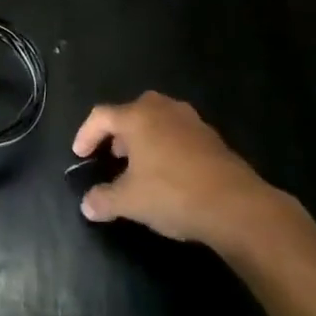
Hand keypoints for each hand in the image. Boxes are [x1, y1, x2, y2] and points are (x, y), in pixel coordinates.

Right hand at [72, 92, 284, 246]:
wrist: (236, 205)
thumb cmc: (173, 194)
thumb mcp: (130, 202)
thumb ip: (104, 200)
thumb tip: (87, 205)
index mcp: (137, 117)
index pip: (101, 116)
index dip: (86, 134)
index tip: (79, 155)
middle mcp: (163, 109)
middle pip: (131, 112)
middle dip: (118, 133)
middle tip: (112, 156)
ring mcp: (191, 121)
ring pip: (158, 121)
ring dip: (144, 139)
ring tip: (140, 166)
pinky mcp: (212, 137)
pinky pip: (178, 134)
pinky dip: (167, 147)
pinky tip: (169, 174)